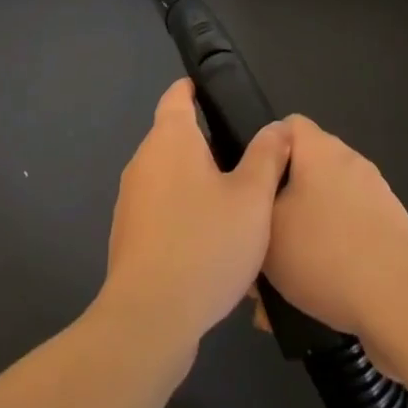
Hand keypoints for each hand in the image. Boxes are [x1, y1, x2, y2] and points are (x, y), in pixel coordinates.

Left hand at [98, 78, 290, 347]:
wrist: (149, 318)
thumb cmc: (205, 244)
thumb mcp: (252, 198)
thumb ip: (267, 156)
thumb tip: (278, 127)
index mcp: (170, 139)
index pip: (177, 96)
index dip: (194, 89)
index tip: (215, 93)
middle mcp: (144, 160)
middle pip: (175, 137)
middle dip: (206, 143)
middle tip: (246, 158)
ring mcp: (131, 200)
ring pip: (169, 177)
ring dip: (197, 183)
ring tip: (235, 204)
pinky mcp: (129, 236)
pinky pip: (162, 211)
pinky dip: (184, 215)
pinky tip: (211, 244)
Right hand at [260, 116, 407, 369]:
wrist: (402, 305)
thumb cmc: (325, 254)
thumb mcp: (267, 229)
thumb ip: (254, 205)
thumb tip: (258, 195)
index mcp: (320, 149)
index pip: (287, 126)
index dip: (265, 151)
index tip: (251, 188)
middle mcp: (351, 162)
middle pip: (306, 170)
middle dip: (283, 204)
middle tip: (262, 241)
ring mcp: (377, 196)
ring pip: (326, 208)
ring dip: (305, 236)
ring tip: (283, 284)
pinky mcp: (393, 231)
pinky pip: (350, 234)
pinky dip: (332, 256)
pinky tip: (315, 298)